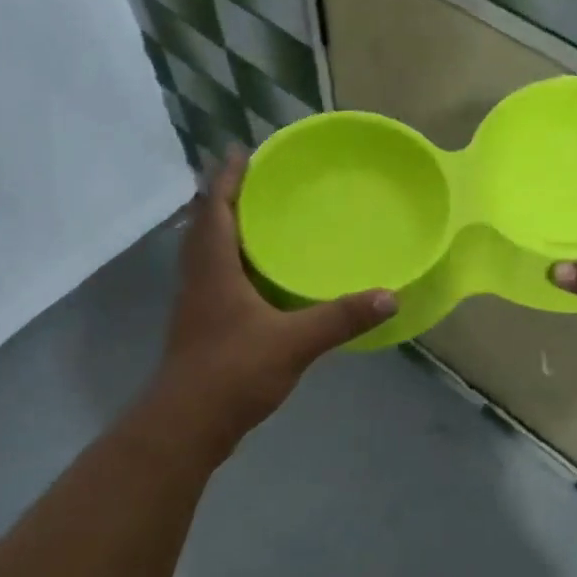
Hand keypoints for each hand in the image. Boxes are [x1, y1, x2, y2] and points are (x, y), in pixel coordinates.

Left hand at [151, 150, 395, 451]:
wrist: (186, 425)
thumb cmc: (232, 372)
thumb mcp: (294, 342)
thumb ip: (341, 318)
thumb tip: (390, 296)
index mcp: (213, 268)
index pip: (214, 207)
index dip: (226, 177)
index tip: (242, 151)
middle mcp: (198, 278)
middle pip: (205, 224)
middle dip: (225, 197)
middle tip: (258, 180)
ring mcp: (196, 304)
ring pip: (206, 252)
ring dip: (225, 229)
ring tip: (259, 219)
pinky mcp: (200, 327)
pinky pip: (214, 278)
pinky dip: (232, 262)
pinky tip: (258, 276)